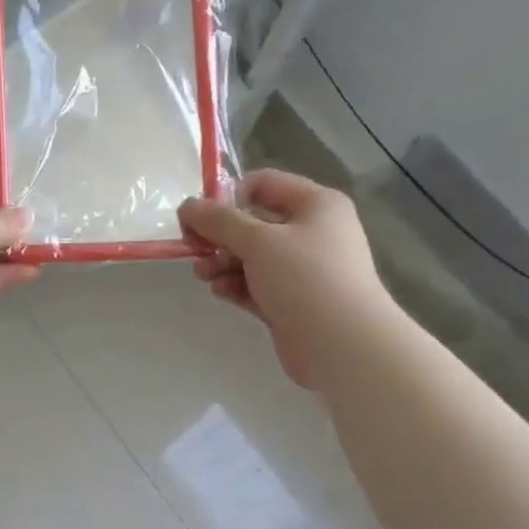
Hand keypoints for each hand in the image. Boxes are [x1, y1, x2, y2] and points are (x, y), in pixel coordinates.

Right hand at [178, 170, 387, 389]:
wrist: (341, 343)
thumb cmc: (304, 278)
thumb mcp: (258, 241)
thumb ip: (219, 221)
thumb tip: (187, 206)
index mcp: (315, 204)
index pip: (263, 184)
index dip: (228, 197)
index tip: (201, 219)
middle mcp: (311, 232)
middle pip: (254, 223)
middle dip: (220, 236)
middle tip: (194, 250)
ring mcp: (302, 270)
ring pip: (252, 257)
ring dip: (222, 263)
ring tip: (203, 276)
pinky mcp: (291, 301)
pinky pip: (256, 285)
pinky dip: (236, 286)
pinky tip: (220, 292)